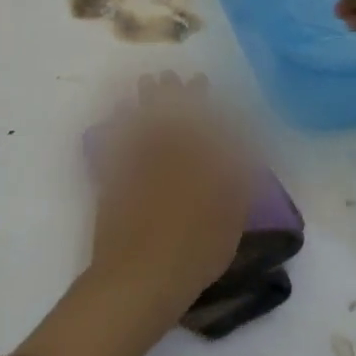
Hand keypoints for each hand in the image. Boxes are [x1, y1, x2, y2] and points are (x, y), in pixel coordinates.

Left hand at [16, 73, 255, 355]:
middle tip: (172, 75)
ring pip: (141, 126)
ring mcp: (137, 169)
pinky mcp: (114, 183)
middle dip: (172, 95)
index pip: (201, 123)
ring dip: (145, 103)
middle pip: (169, 118)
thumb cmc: (195, 254)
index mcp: (199, 164)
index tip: (200, 82)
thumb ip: (237, 184)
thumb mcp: (230, 220)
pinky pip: (115, 147)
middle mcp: (168, 158)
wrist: (140, 280)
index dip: (201, 102)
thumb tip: (242, 155)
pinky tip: (118, 118)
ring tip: (146, 84)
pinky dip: (117, 129)